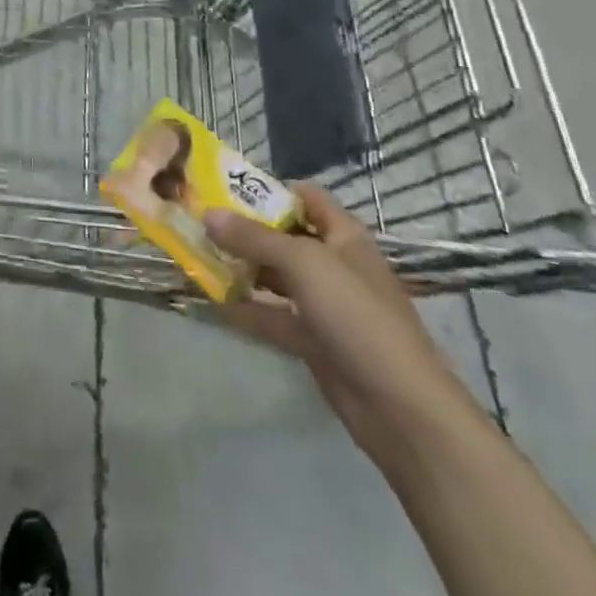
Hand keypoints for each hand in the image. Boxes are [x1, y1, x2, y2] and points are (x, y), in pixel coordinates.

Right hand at [204, 184, 483, 470]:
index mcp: (344, 236)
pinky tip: (211, 301)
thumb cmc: (356, 315)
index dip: (269, 189)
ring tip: (198, 257)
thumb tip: (208, 213)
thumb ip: (254, 238)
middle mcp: (334, 264)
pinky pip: (273, 316)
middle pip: (284, 237)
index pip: (305, 197)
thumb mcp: (303, 264)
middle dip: (245, 230)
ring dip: (241, 268)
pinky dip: (245, 308)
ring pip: (275, 278)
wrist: (398, 406)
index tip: (225, 189)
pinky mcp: (314, 341)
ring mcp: (324, 305)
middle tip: (200, 223)